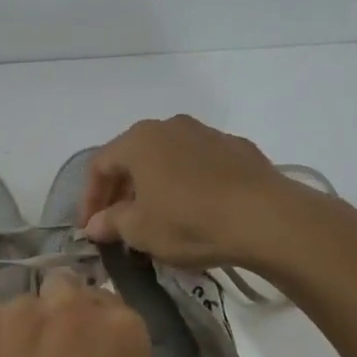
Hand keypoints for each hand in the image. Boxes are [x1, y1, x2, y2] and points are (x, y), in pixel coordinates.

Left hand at [0, 273, 153, 356]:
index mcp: (123, 328)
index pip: (112, 309)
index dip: (96, 333)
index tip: (87, 356)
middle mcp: (74, 305)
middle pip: (66, 291)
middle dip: (59, 315)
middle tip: (48, 356)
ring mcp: (22, 310)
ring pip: (22, 307)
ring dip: (20, 330)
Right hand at [81, 114, 317, 270]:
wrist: (266, 218)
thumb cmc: (189, 221)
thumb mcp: (140, 230)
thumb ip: (112, 223)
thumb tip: (95, 224)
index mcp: (138, 141)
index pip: (100, 166)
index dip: (90, 199)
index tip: (90, 229)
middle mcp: (169, 127)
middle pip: (133, 158)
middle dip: (122, 191)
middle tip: (119, 224)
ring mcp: (206, 134)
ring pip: (168, 159)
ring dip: (155, 185)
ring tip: (158, 217)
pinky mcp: (238, 149)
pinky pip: (200, 165)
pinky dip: (189, 184)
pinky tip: (197, 210)